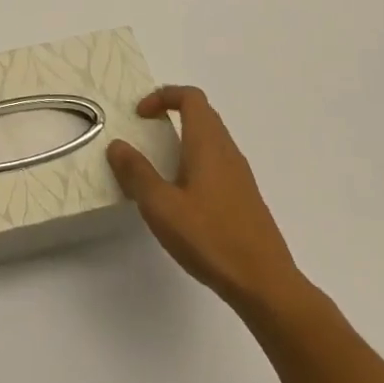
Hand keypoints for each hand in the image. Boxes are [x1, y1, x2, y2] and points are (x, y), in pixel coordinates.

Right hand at [107, 86, 310, 316]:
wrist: (266, 286)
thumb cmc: (211, 238)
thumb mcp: (161, 206)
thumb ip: (137, 173)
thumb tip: (117, 145)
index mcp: (208, 144)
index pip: (190, 97)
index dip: (163, 96)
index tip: (140, 115)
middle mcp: (227, 152)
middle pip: (202, 114)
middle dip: (171, 114)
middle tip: (144, 133)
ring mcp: (240, 176)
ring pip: (210, 140)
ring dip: (182, 141)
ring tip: (157, 167)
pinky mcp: (244, 199)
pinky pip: (216, 164)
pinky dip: (194, 164)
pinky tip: (181, 198)